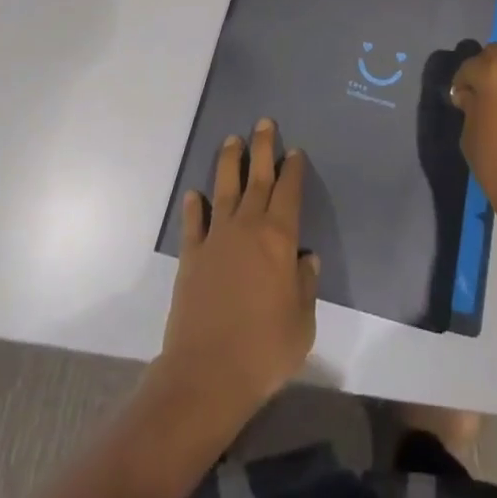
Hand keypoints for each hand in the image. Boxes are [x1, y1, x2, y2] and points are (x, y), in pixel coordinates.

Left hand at [161, 118, 319, 419]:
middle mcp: (248, 227)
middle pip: (257, 177)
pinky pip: (194, 223)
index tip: (294, 151)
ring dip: (229, 162)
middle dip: (262, 147)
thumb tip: (305, 258)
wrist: (207, 375)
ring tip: (232, 140)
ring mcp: (216, 238)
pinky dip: (194, 206)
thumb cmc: (264, 350)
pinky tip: (195, 195)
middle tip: (263, 122)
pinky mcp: (191, 256)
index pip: (289, 191)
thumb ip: (305, 285)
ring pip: (224, 188)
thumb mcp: (302, 323)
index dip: (292, 169)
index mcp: (279, 237)